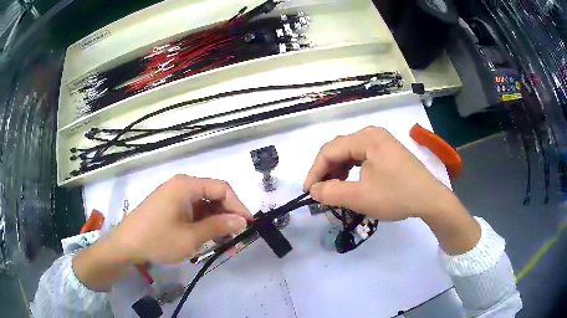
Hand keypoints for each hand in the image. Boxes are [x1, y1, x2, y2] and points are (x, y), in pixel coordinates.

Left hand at [112, 175, 251, 263]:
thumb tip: (242, 221)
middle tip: (237, 238)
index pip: (222, 188)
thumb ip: (218, 226)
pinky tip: (208, 238)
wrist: (126, 245)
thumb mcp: (191, 237)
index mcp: (186, 185)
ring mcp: (174, 195)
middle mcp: (181, 185)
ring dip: (216, 222)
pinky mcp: (170, 206)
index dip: (238, 206)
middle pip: (213, 195)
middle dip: (227, 216)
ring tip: (224, 242)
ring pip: (204, 205)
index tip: (248, 226)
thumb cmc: (158, 239)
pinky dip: (203, 223)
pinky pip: (193, 211)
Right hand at [303, 126, 455, 220]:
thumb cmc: (396, 196)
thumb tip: (313, 190)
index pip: (329, 150)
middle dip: (326, 171)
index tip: (308, 192)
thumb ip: (331, 192)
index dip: (315, 171)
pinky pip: (362, 156)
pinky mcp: (387, 150)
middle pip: (339, 149)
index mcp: (366, 138)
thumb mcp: (360, 197)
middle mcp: (372, 133)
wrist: (429, 199)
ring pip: (350, 152)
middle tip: (320, 192)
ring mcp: (381, 141)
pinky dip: (351, 169)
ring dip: (338, 170)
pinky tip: (350, 182)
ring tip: (334, 188)